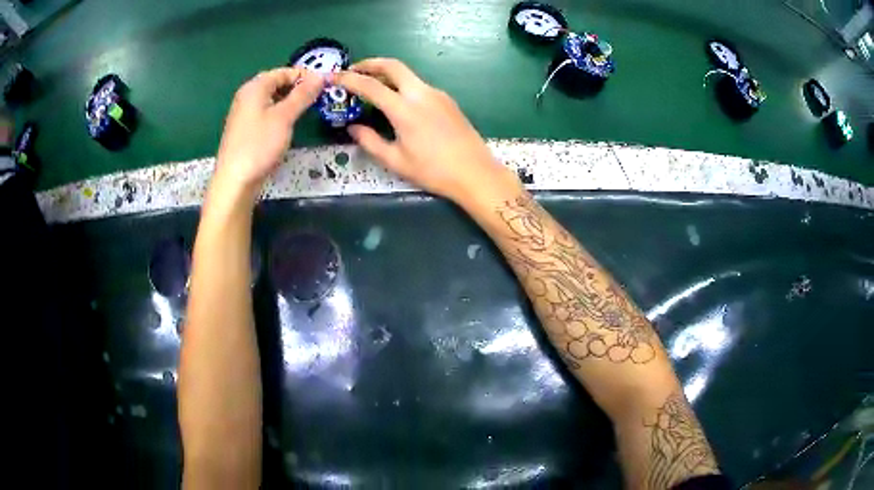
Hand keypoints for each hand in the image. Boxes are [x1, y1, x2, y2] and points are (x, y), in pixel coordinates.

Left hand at [214, 67, 322, 198]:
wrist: (235, 181)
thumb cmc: (259, 145)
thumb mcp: (285, 117)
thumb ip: (303, 95)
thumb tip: (320, 76)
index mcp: (254, 87)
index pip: (283, 71)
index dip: (304, 76)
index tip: (322, 86)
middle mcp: (246, 96)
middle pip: (276, 84)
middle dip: (297, 88)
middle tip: (316, 99)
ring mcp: (243, 113)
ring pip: (271, 99)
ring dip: (289, 101)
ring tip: (306, 111)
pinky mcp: (244, 129)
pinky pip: (265, 112)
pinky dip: (279, 113)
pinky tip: (287, 125)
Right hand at [334, 59, 511, 203]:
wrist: (475, 173)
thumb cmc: (433, 171)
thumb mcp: (395, 161)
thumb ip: (370, 141)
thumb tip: (352, 127)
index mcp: (404, 109)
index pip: (370, 85)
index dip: (348, 79)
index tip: (334, 76)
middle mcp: (421, 93)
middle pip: (392, 65)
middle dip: (370, 63)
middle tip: (353, 70)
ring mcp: (437, 94)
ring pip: (407, 74)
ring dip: (387, 74)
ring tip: (372, 87)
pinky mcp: (447, 100)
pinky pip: (419, 85)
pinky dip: (402, 85)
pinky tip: (397, 102)